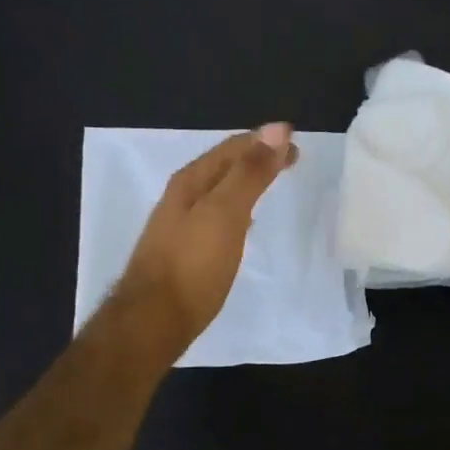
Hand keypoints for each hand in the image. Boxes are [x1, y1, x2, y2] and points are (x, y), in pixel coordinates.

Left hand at [105, 124, 298, 361]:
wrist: (153, 320)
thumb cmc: (193, 265)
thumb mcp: (226, 213)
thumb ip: (250, 173)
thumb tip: (278, 129)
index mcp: (191, 181)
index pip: (232, 148)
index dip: (265, 141)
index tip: (297, 142)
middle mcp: (182, 196)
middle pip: (223, 166)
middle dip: (256, 157)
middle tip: (291, 158)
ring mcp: (180, 224)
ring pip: (219, 190)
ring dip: (246, 181)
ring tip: (271, 181)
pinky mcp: (184, 250)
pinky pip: (216, 215)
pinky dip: (237, 207)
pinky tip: (244, 223)